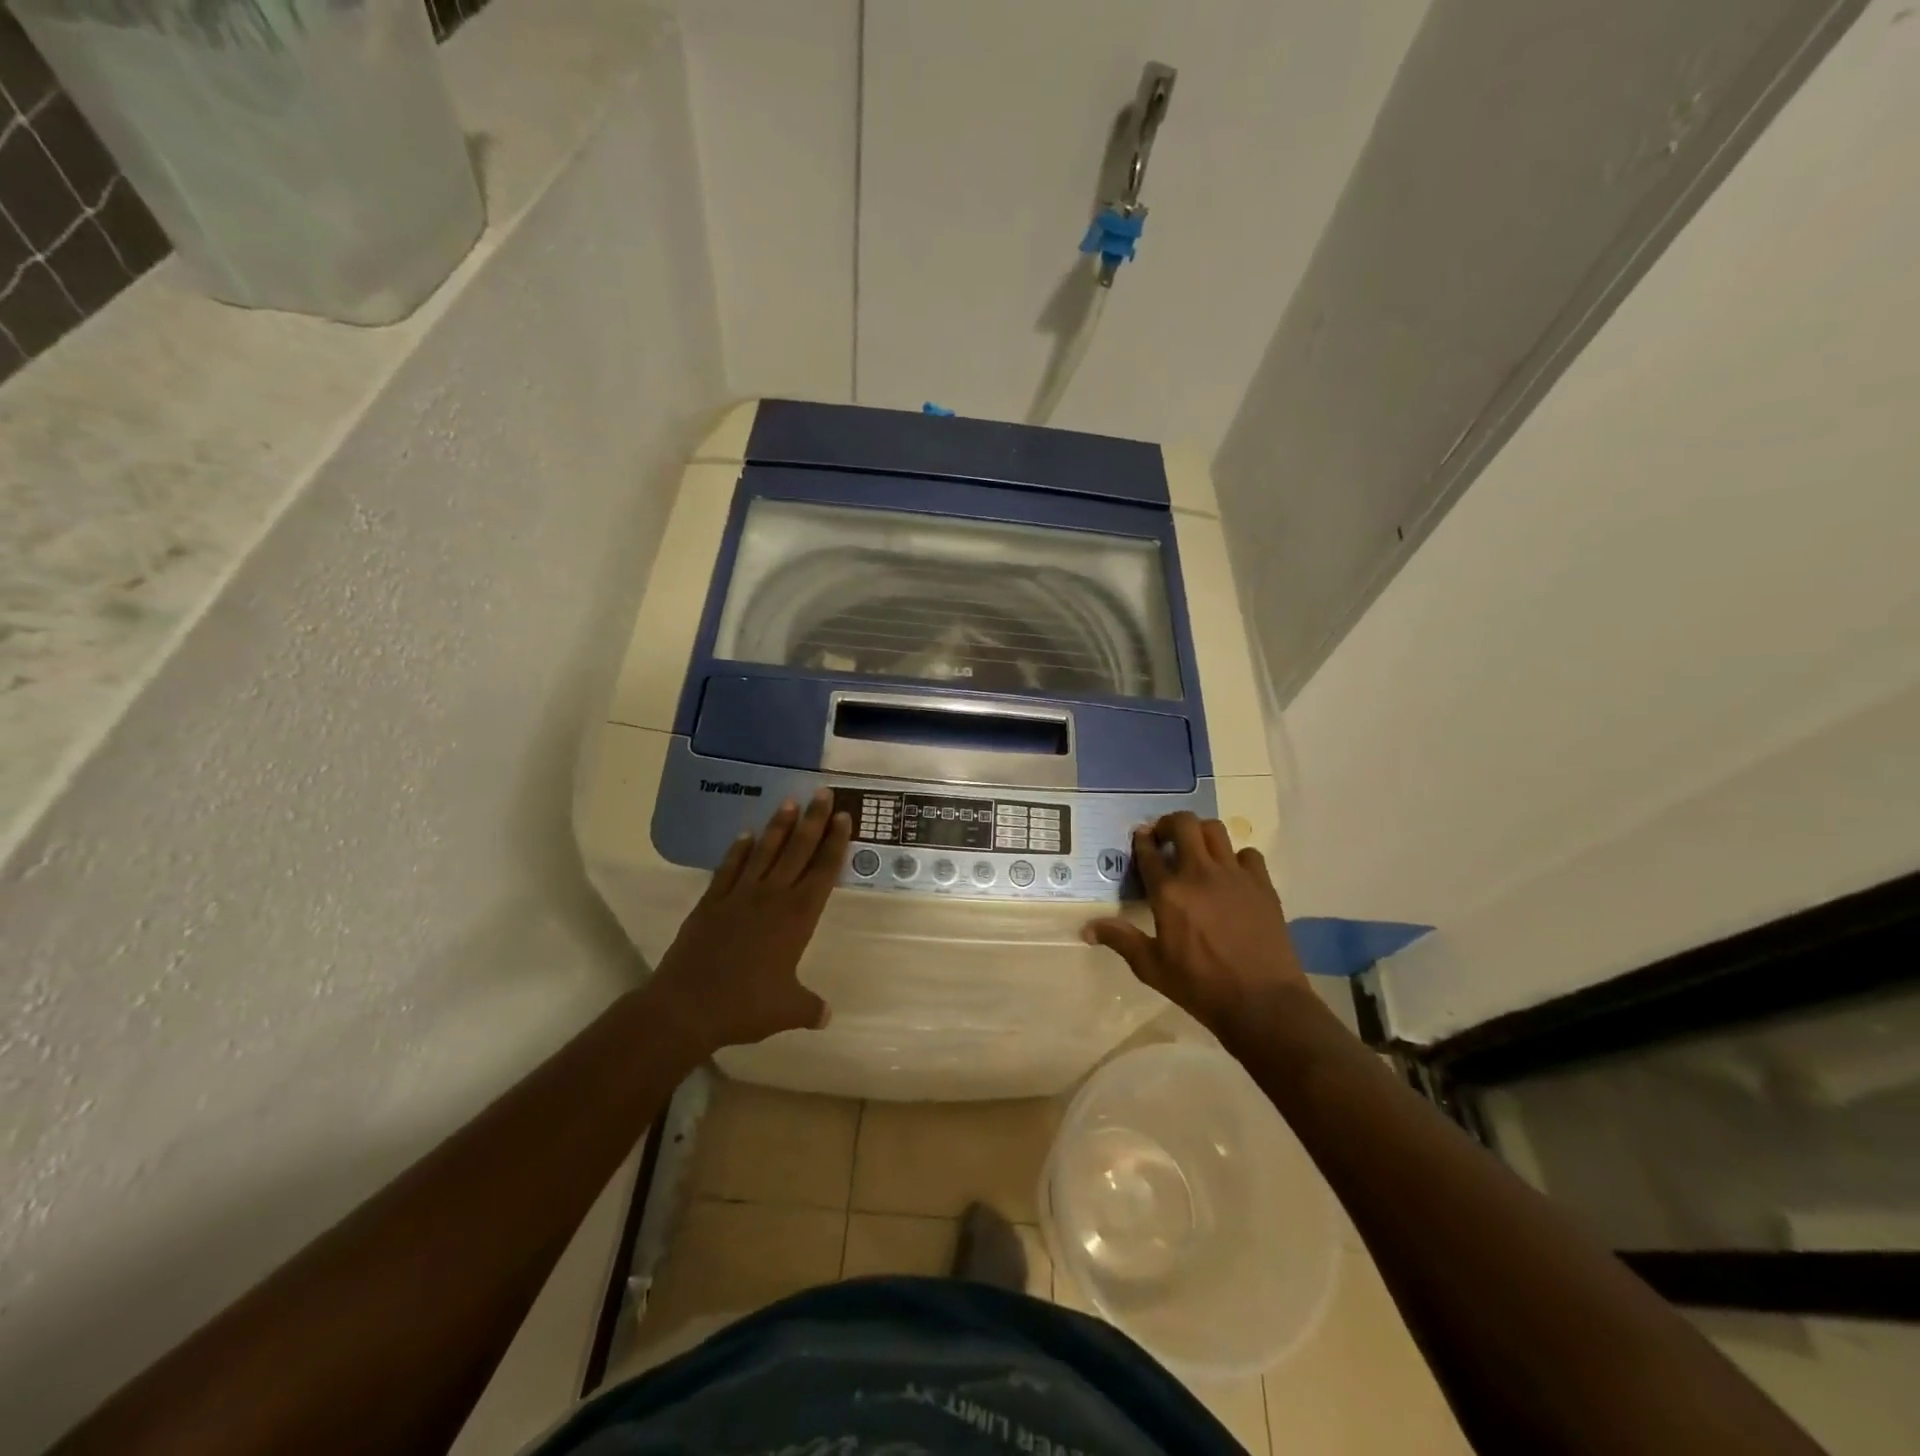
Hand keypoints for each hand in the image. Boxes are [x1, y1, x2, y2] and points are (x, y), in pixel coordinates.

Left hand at [648, 790, 851, 1054]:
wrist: (688, 1006)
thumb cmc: (745, 1006)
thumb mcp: (787, 1010)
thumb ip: (810, 1008)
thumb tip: (826, 1016)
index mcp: (797, 917)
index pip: (823, 872)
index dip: (835, 843)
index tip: (842, 816)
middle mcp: (772, 897)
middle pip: (798, 851)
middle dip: (813, 821)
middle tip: (822, 793)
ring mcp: (739, 896)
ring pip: (764, 852)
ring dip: (778, 827)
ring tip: (790, 803)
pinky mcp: (711, 902)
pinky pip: (729, 869)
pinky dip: (738, 851)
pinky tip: (745, 835)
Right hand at [1082, 811, 1312, 1039]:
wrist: (1263, 1003)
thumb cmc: (1201, 987)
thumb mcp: (1152, 967)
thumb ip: (1121, 940)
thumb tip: (1086, 929)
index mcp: (1169, 893)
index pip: (1149, 853)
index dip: (1141, 841)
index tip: (1140, 838)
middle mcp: (1199, 874)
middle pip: (1183, 824)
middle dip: (1169, 824)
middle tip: (1165, 838)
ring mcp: (1234, 876)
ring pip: (1215, 830)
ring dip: (1200, 833)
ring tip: (1196, 849)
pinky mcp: (1262, 885)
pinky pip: (1248, 854)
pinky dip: (1236, 857)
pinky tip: (1231, 875)